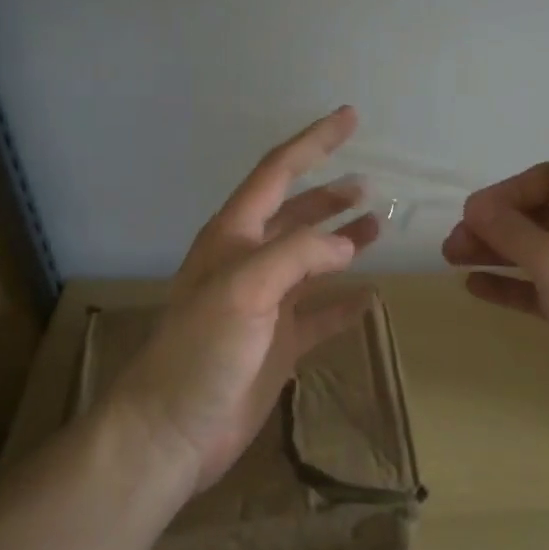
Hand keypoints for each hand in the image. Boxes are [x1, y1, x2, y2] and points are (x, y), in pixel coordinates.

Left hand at [107, 107, 379, 493]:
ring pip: (311, 260)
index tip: (349, 117)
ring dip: (342, 241)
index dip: (313, 142)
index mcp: (233, 236)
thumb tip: (347, 244)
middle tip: (369, 184)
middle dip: (330, 195)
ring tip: (377, 226)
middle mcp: (249, 261)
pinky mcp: (278, 343)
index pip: (278, 173)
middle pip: (296, 214)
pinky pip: (319, 313)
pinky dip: (343, 303)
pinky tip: (369, 297)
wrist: (171, 432)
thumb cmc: (200, 350)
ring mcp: (264, 303)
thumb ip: (298, 255)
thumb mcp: (245, 289)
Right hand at [442, 162, 548, 449]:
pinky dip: (512, 283)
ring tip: (453, 260)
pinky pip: (542, 285)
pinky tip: (476, 286)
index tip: (471, 216)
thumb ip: (510, 229)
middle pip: (537, 214)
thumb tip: (474, 206)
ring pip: (537, 250)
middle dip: (494, 226)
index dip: (505, 193)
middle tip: (452, 245)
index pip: (545, 179)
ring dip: (496, 252)